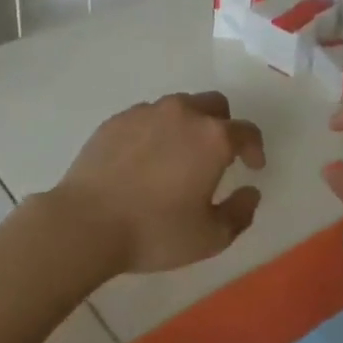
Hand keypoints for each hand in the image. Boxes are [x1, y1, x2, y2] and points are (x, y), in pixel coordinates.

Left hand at [48, 91, 265, 275]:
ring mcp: (146, 112)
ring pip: (179, 106)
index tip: (253, 167)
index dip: (255, 148)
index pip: (246, 131)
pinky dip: (156, 130)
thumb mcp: (210, 237)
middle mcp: (182, 114)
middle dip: (224, 125)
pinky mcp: (117, 119)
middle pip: (214, 105)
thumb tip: (250, 191)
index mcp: (212, 138)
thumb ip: (240, 212)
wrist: (86, 222)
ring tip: (179, 156)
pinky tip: (146, 159)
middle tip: (219, 155)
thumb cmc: (155, 231)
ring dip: (189, 124)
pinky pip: (147, 116)